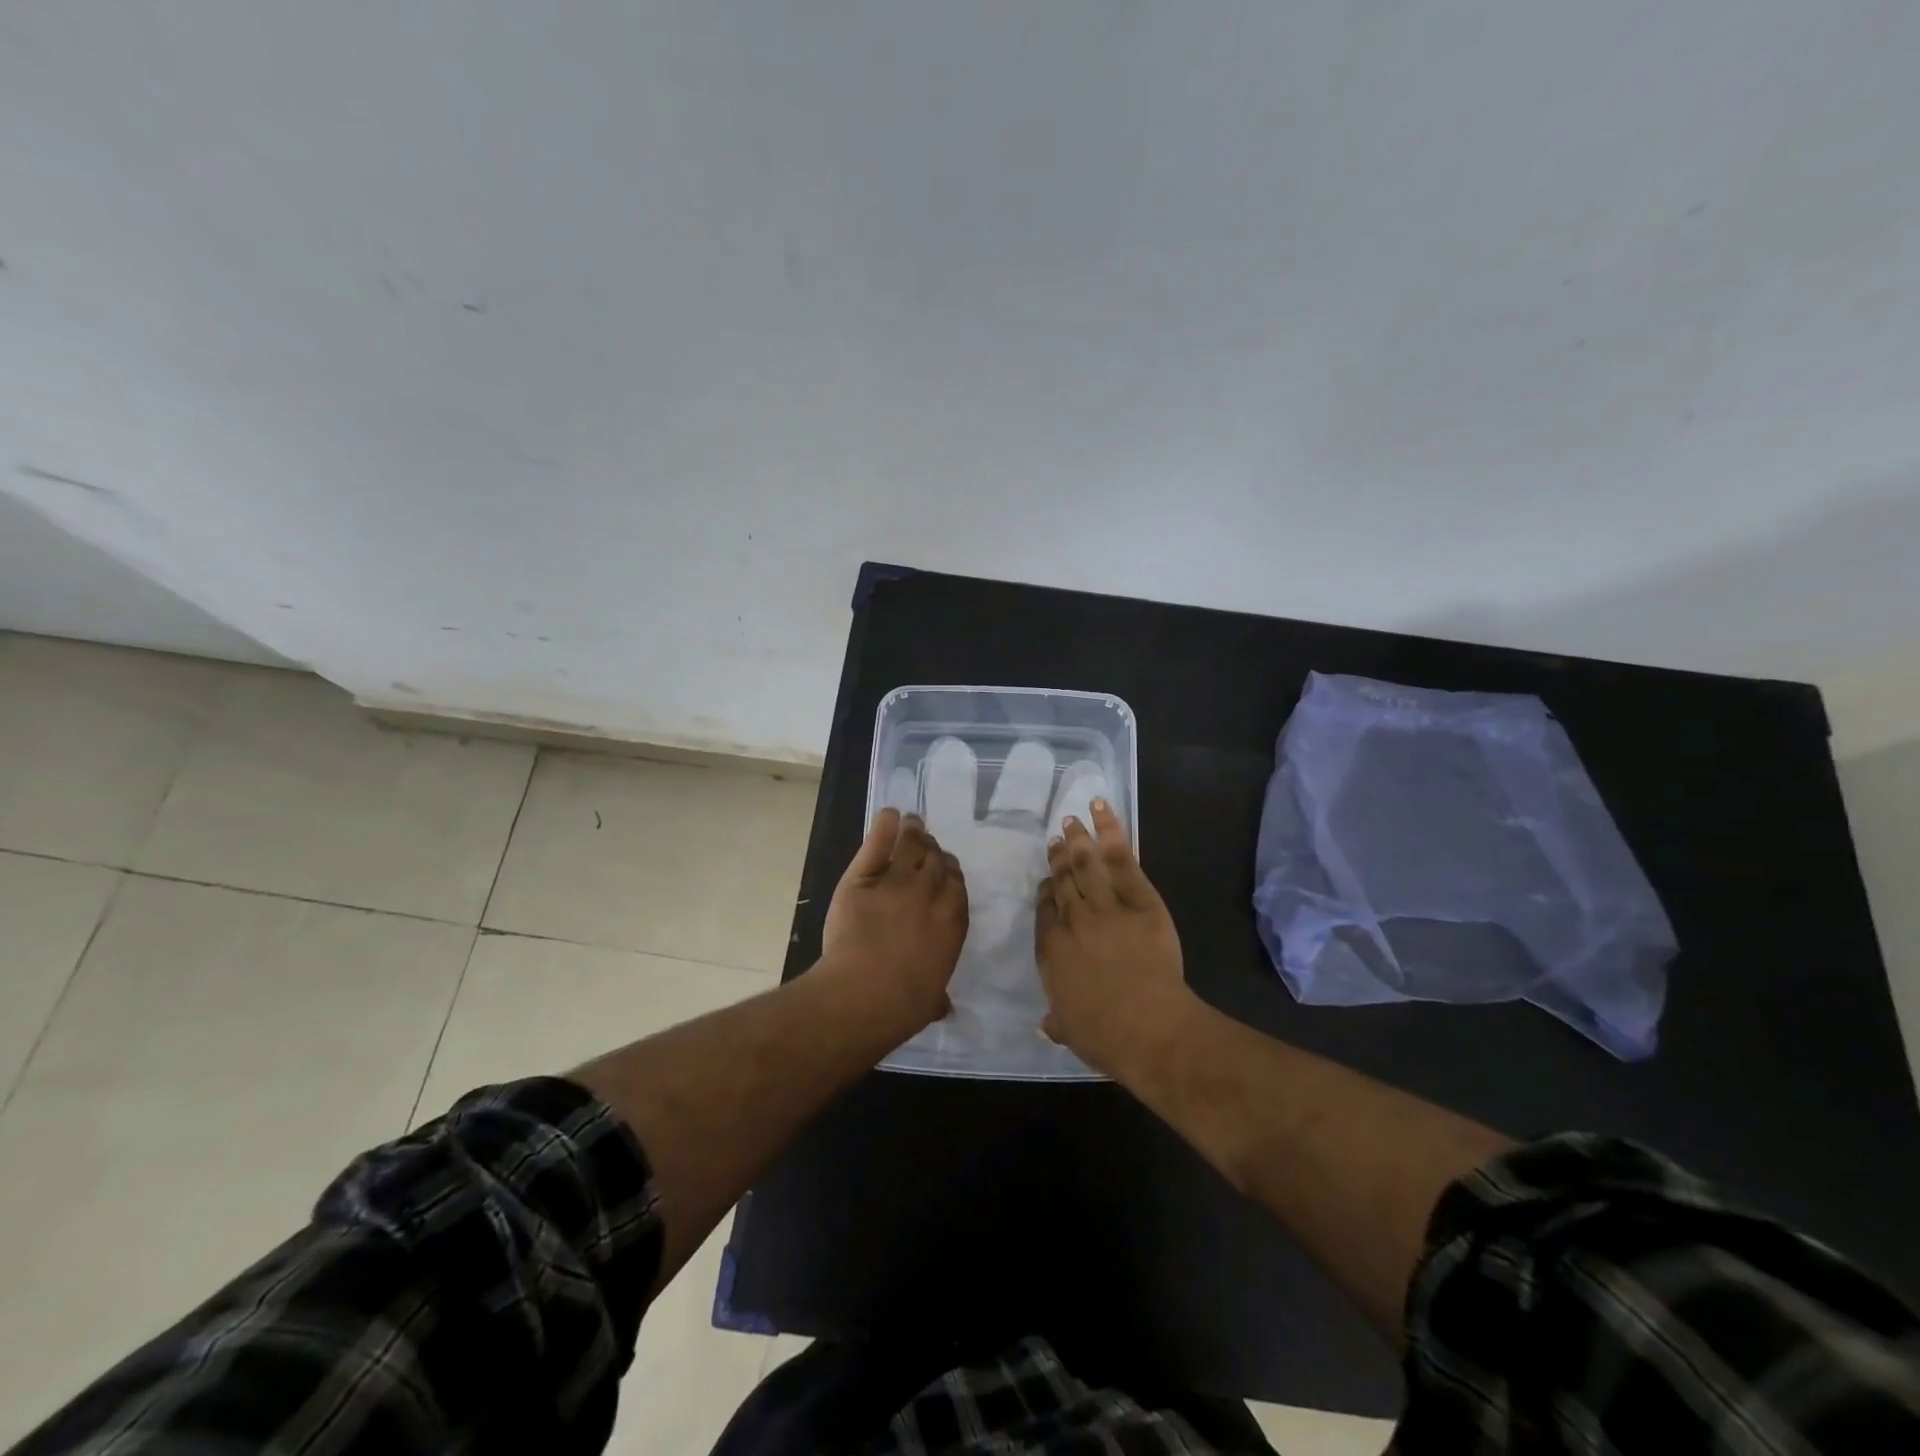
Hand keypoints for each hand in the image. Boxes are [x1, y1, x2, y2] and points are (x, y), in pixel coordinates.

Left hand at [821, 809, 968, 1037]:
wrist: (862, 995)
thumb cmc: (902, 1006)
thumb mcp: (930, 1001)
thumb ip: (937, 995)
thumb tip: (943, 1006)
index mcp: (952, 921)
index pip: (956, 883)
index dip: (950, 872)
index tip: (944, 869)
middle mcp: (929, 894)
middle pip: (937, 860)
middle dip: (933, 850)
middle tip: (926, 844)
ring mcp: (896, 882)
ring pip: (911, 846)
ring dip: (914, 832)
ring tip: (912, 823)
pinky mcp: (862, 878)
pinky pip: (877, 845)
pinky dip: (884, 827)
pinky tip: (889, 815)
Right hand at [1036, 799, 1195, 1077]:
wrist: (1149, 1028)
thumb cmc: (1105, 1036)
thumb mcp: (1070, 1030)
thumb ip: (1056, 1019)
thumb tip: (1045, 1025)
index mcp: (1051, 948)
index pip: (1045, 908)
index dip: (1047, 889)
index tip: (1049, 879)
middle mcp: (1072, 919)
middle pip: (1063, 880)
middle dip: (1059, 857)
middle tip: (1057, 838)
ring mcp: (1105, 905)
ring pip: (1085, 863)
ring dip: (1077, 838)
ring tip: (1071, 820)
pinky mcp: (1139, 898)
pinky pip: (1121, 858)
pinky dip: (1110, 831)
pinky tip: (1101, 809)